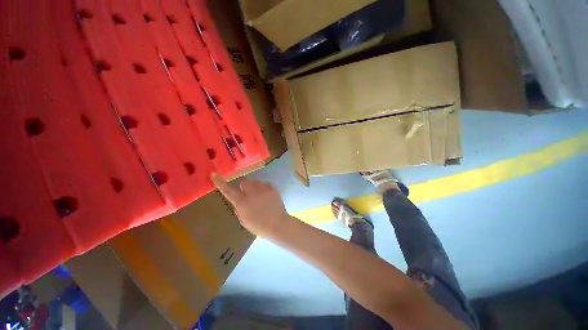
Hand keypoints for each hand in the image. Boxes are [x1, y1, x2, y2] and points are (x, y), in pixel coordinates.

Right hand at [212, 174, 290, 237]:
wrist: (278, 224)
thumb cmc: (259, 226)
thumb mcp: (244, 220)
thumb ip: (239, 208)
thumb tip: (238, 199)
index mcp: (242, 203)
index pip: (228, 191)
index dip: (220, 182)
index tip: (214, 174)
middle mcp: (251, 193)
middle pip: (244, 181)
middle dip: (244, 186)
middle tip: (248, 194)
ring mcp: (263, 189)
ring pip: (256, 181)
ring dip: (255, 187)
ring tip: (260, 196)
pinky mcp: (272, 188)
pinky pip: (266, 184)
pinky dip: (265, 189)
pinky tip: (268, 196)